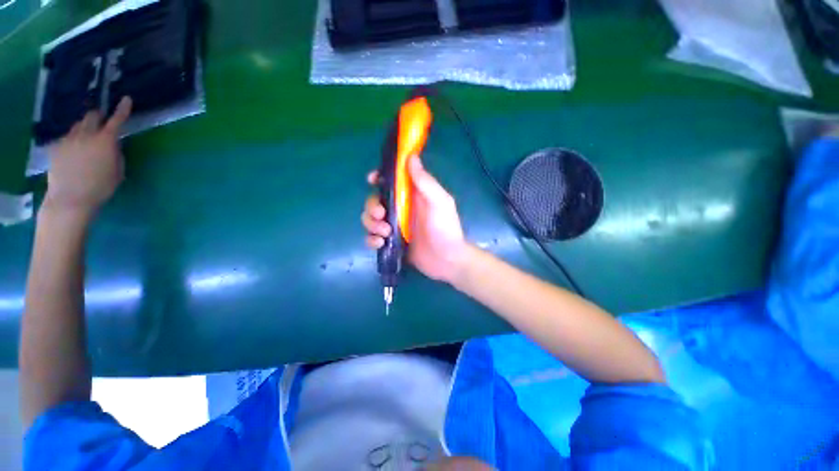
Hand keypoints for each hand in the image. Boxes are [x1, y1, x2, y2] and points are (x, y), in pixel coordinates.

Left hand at [43, 97, 132, 218]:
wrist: (70, 199)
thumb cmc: (101, 187)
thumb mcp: (117, 171)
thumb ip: (115, 153)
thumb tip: (112, 144)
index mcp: (105, 141)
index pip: (116, 120)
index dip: (122, 109)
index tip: (126, 99)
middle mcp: (86, 134)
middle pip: (91, 116)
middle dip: (97, 117)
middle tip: (100, 122)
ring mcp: (69, 139)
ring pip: (78, 126)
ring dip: (84, 129)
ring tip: (86, 140)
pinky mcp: (56, 146)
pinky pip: (67, 138)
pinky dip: (73, 141)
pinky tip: (74, 153)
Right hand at [363, 156, 466, 283]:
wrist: (447, 261)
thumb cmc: (445, 229)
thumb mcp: (440, 202)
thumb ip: (425, 182)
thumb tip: (411, 157)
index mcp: (412, 196)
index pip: (391, 181)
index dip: (379, 177)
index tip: (372, 180)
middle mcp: (401, 209)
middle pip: (375, 200)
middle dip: (372, 206)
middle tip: (382, 215)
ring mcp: (395, 226)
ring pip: (371, 219)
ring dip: (372, 224)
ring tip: (385, 233)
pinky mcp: (391, 243)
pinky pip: (372, 238)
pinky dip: (372, 240)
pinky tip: (381, 244)